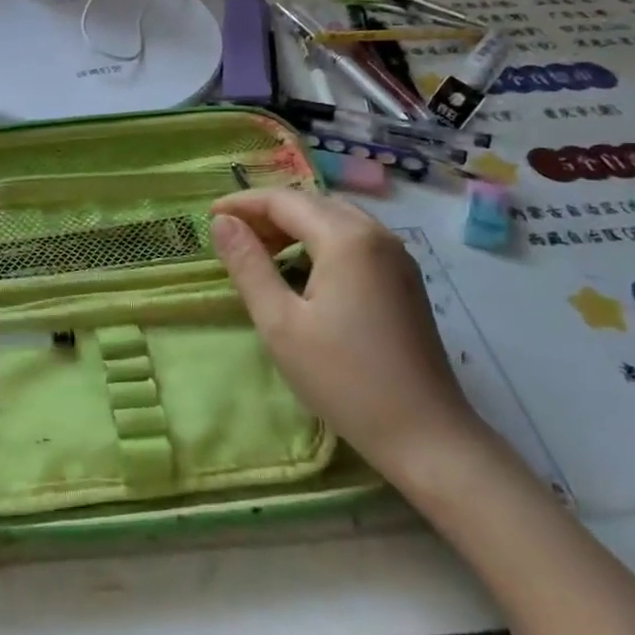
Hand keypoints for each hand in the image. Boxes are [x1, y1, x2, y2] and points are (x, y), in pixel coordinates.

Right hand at [210, 189, 485, 478]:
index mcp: (346, 238)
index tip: (208, 217)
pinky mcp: (405, 277)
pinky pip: (354, 239)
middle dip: (267, 212)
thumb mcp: (279, 323)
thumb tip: (221, 223)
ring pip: (335, 218)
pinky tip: (302, 270)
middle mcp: (376, 233)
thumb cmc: (343, 378)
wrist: (425, 433)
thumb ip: (248, 265)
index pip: (284, 200)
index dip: (242, 203)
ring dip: (294, 225)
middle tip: (231, 236)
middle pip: (312, 203)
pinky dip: (320, 240)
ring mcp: (397, 255)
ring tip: (260, 251)